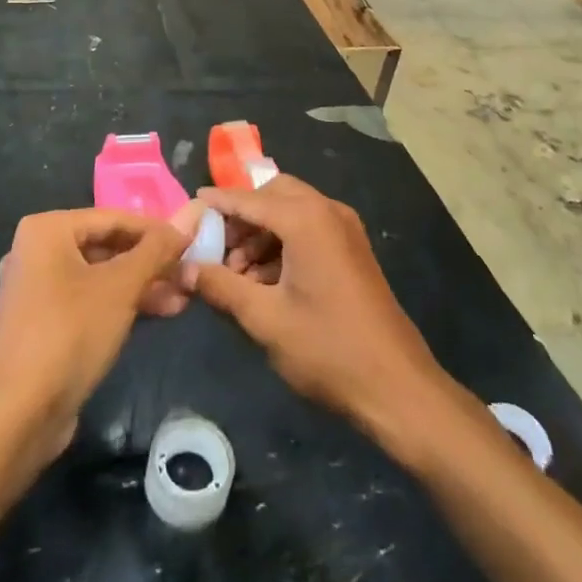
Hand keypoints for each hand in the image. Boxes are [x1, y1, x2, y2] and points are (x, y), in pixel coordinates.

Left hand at [0, 207, 196, 466]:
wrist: (15, 416)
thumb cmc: (69, 333)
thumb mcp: (121, 287)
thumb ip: (155, 251)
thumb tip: (187, 221)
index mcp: (47, 230)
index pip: (113, 218)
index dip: (156, 229)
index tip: (191, 242)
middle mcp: (37, 252)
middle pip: (106, 247)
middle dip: (150, 262)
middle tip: (188, 274)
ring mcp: (37, 291)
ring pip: (100, 277)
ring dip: (140, 286)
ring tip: (182, 298)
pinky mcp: (42, 326)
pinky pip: (88, 302)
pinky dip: (119, 305)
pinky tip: (156, 315)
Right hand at [186, 176, 447, 438]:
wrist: (397, 386)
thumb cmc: (327, 349)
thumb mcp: (265, 319)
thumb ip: (221, 286)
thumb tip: (184, 268)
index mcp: (306, 219)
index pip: (249, 198)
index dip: (217, 202)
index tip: (189, 206)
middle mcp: (327, 211)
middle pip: (273, 195)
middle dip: (242, 217)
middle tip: (216, 248)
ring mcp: (345, 229)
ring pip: (291, 212)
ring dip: (261, 233)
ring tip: (236, 275)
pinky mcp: (352, 249)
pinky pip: (309, 229)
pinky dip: (282, 244)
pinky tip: (264, 282)